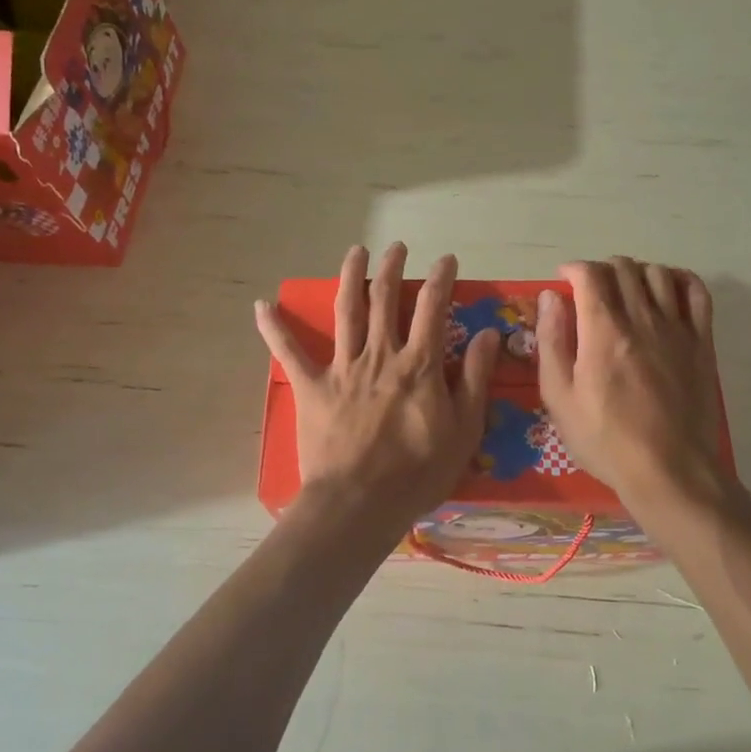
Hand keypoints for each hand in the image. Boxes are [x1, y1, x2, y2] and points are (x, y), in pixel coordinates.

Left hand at [256, 243, 499, 526]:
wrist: (360, 503)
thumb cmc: (418, 472)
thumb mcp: (464, 429)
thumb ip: (475, 378)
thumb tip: (488, 334)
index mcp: (418, 365)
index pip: (433, 308)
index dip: (442, 279)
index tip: (448, 259)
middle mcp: (380, 356)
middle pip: (386, 300)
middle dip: (392, 269)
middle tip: (397, 248)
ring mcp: (342, 369)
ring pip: (347, 312)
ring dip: (351, 278)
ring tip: (355, 252)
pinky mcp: (312, 387)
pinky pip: (289, 353)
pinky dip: (275, 328)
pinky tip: (261, 305)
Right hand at [537, 257, 724, 505]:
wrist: (669, 470)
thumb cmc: (605, 439)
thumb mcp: (559, 398)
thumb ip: (552, 341)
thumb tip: (550, 298)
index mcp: (603, 331)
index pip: (590, 275)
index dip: (573, 269)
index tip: (563, 280)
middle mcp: (642, 318)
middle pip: (623, 268)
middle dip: (601, 269)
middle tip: (590, 290)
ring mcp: (676, 328)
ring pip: (657, 274)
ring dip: (635, 272)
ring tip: (625, 290)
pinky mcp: (701, 342)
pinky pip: (696, 293)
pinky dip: (679, 279)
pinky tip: (666, 289)